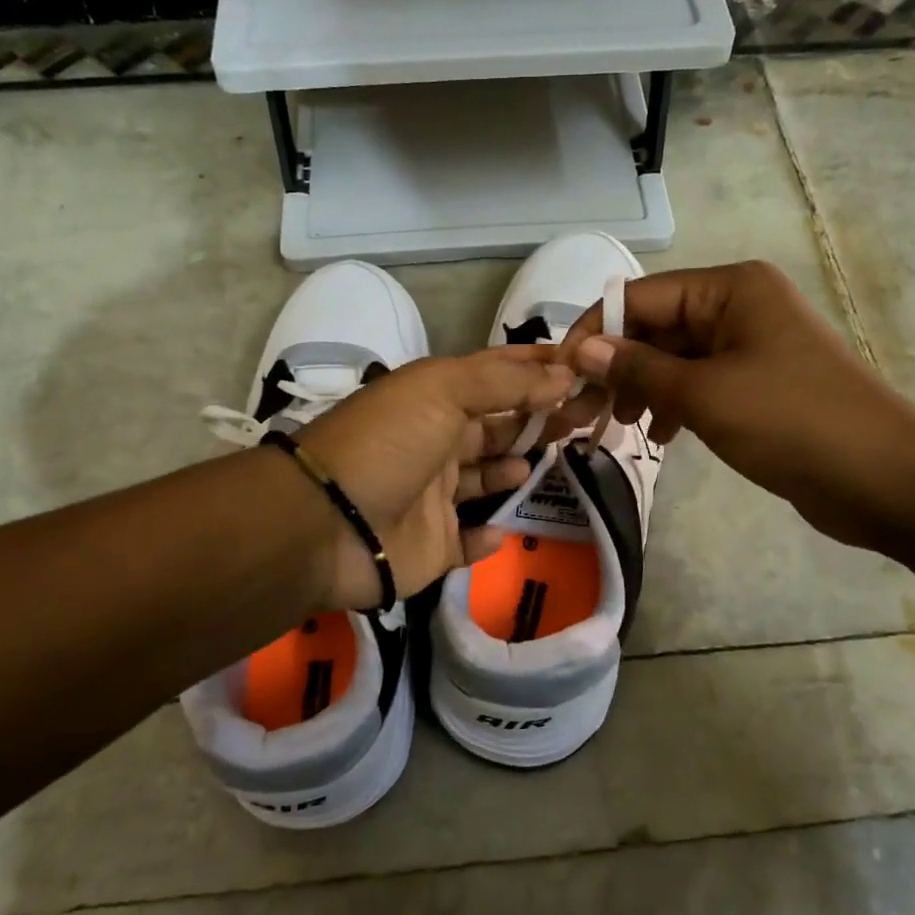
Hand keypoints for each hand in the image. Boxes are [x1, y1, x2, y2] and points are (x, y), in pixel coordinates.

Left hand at [293, 347, 577, 611]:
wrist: (327, 523)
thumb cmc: (387, 443)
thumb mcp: (442, 390)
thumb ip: (504, 382)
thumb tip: (563, 373)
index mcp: (434, 401)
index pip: (494, 376)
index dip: (535, 369)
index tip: (582, 367)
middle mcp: (435, 444)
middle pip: (497, 427)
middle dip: (538, 418)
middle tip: (586, 415)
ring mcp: (433, 498)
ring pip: (485, 480)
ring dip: (516, 469)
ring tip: (550, 460)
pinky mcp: (432, 547)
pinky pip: (468, 542)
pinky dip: (488, 535)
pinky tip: (502, 528)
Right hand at [556, 261, 914, 550]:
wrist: (885, 479)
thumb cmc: (790, 422)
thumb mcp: (703, 393)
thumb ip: (637, 367)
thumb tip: (580, 350)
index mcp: (730, 288)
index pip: (641, 297)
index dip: (596, 332)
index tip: (560, 374)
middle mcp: (740, 306)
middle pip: (657, 326)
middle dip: (618, 366)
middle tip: (583, 411)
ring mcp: (752, 345)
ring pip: (675, 357)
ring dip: (642, 388)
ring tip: (618, 426)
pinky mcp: (760, 382)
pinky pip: (700, 382)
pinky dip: (674, 404)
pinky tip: (660, 434)